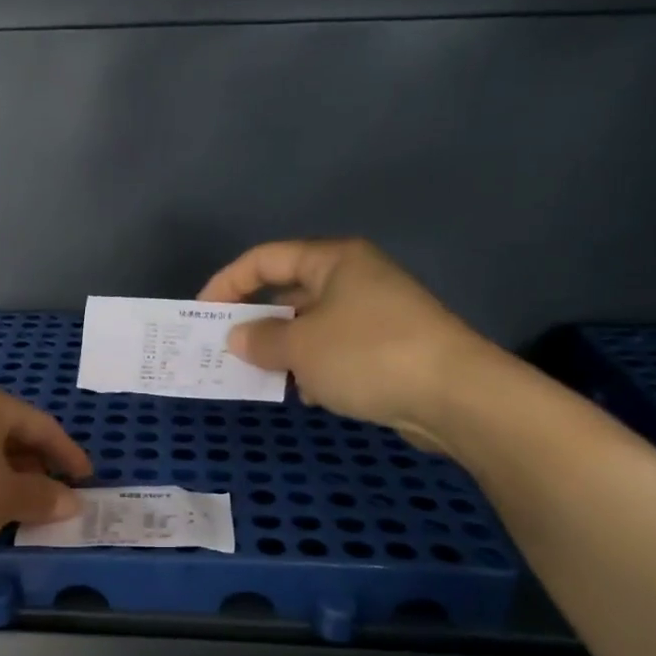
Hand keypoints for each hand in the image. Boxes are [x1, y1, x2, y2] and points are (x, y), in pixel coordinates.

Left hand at [0, 381, 89, 571]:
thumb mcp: (6, 500)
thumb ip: (44, 497)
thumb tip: (72, 502)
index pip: (41, 425)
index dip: (68, 455)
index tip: (86, 480)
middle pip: (10, 432)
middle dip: (36, 465)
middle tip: (54, 495)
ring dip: (7, 474)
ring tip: (20, 505)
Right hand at [199, 238, 500, 450]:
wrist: (454, 395)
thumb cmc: (367, 354)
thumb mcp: (302, 346)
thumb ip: (261, 339)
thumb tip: (237, 337)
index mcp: (333, 260)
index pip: (265, 259)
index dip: (228, 282)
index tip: (202, 315)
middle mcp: (353, 279)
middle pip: (288, 293)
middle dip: (256, 322)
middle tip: (225, 351)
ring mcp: (373, 314)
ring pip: (310, 327)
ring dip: (284, 350)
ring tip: (261, 377)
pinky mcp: (386, 348)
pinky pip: (334, 352)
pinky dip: (315, 369)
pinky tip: (310, 394)